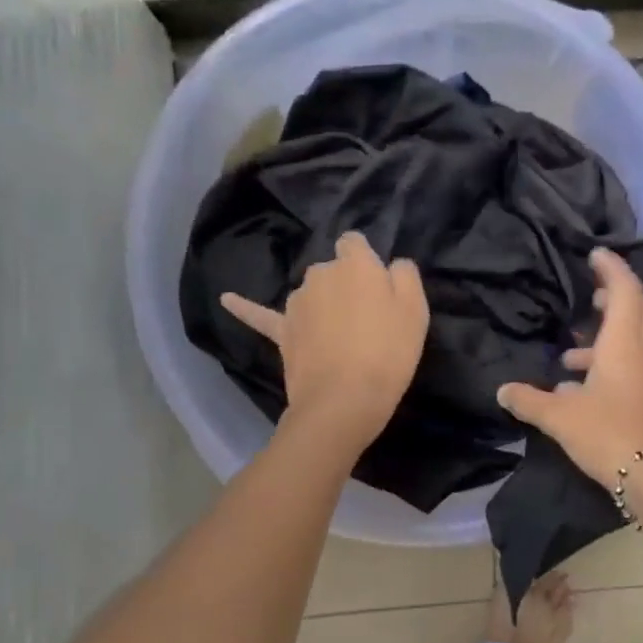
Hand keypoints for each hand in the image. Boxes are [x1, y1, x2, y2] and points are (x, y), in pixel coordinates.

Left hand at [222, 231, 429, 451]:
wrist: (344, 399)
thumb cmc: (388, 353)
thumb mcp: (415, 310)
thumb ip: (405, 276)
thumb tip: (392, 264)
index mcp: (354, 264)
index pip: (355, 243)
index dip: (366, 262)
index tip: (377, 286)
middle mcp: (319, 274)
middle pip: (332, 270)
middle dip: (345, 286)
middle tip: (366, 320)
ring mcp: (295, 303)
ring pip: (310, 294)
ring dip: (320, 305)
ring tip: (337, 337)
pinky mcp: (282, 332)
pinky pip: (259, 315)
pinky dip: (243, 307)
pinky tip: (226, 299)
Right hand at [496, 247, 642, 483]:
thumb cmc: (609, 433)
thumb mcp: (560, 417)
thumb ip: (529, 401)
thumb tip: (503, 391)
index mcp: (624, 343)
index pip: (625, 289)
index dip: (611, 268)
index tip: (595, 255)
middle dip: (619, 298)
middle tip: (590, 300)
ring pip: (639, 338)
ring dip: (611, 337)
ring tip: (572, 355)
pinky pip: (637, 365)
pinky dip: (615, 364)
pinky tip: (584, 390)